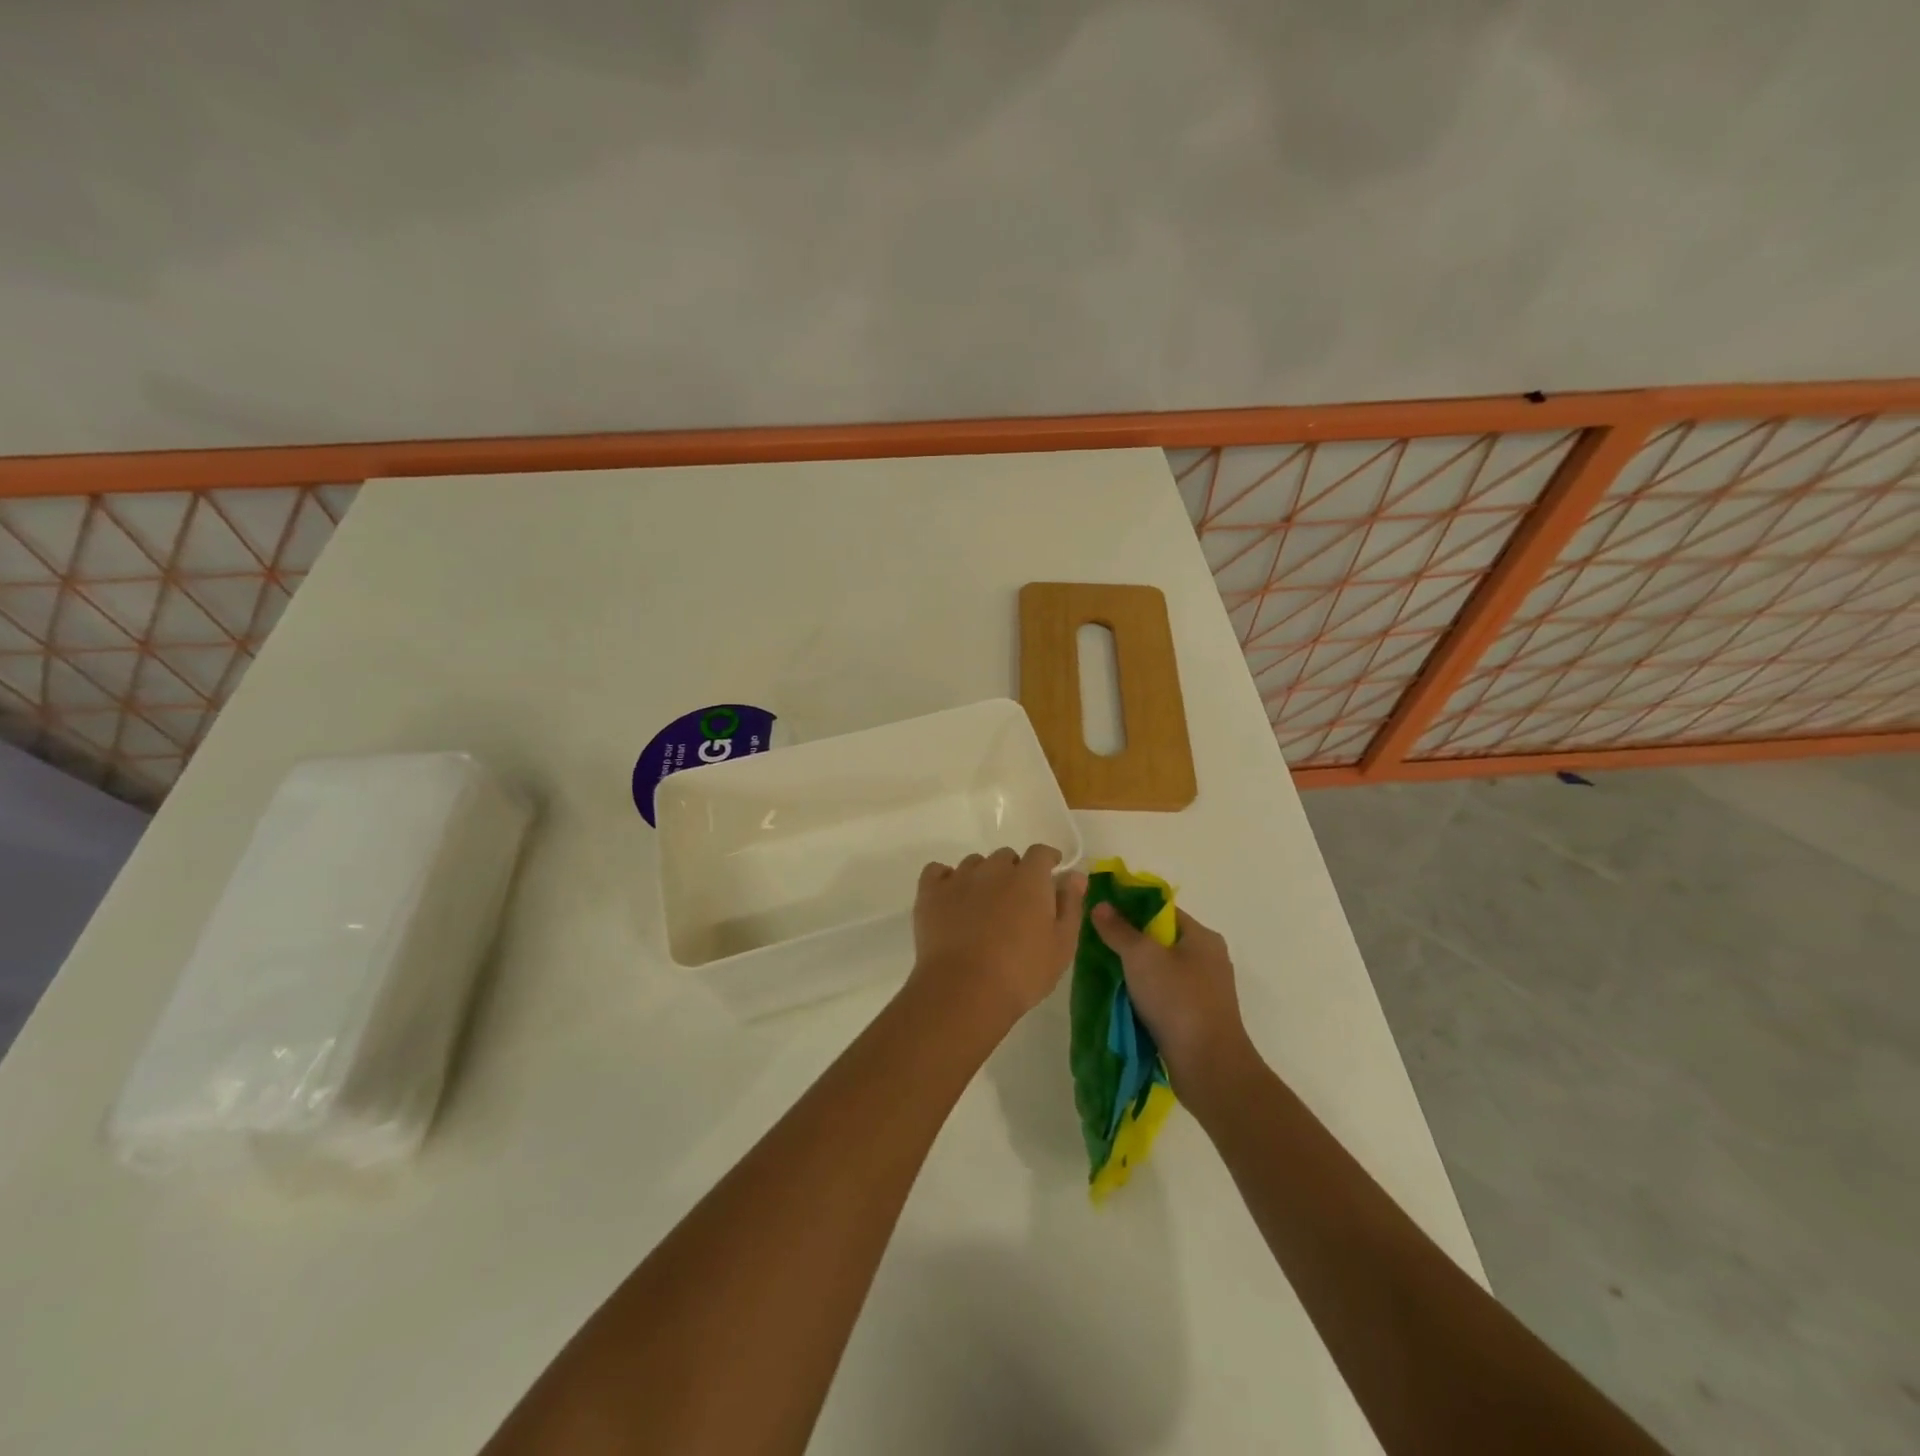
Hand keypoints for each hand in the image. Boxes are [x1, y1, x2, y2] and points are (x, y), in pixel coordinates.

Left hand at [910, 846, 1086, 1030]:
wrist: (964, 991)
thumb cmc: (1022, 972)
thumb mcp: (1061, 945)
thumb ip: (1070, 905)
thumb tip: (1074, 875)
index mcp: (1029, 878)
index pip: (1040, 853)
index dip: (1047, 860)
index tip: (1050, 872)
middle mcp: (993, 869)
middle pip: (1006, 857)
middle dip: (1013, 872)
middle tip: (1015, 902)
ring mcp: (959, 878)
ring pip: (974, 864)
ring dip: (982, 877)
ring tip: (982, 905)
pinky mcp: (930, 893)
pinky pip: (937, 871)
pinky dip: (946, 879)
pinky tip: (951, 899)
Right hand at [1091, 904, 1252, 1095]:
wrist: (1209, 1067)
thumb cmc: (1178, 1001)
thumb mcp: (1141, 957)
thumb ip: (1119, 929)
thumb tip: (1100, 904)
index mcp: (1202, 937)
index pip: (1162, 911)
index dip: (1131, 909)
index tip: (1102, 915)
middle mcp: (1209, 960)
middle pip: (1161, 941)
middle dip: (1130, 943)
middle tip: (1098, 946)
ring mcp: (1206, 991)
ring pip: (1162, 971)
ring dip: (1136, 974)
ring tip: (1105, 974)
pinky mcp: (1199, 1018)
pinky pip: (1166, 997)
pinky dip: (1146, 997)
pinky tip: (1123, 1002)